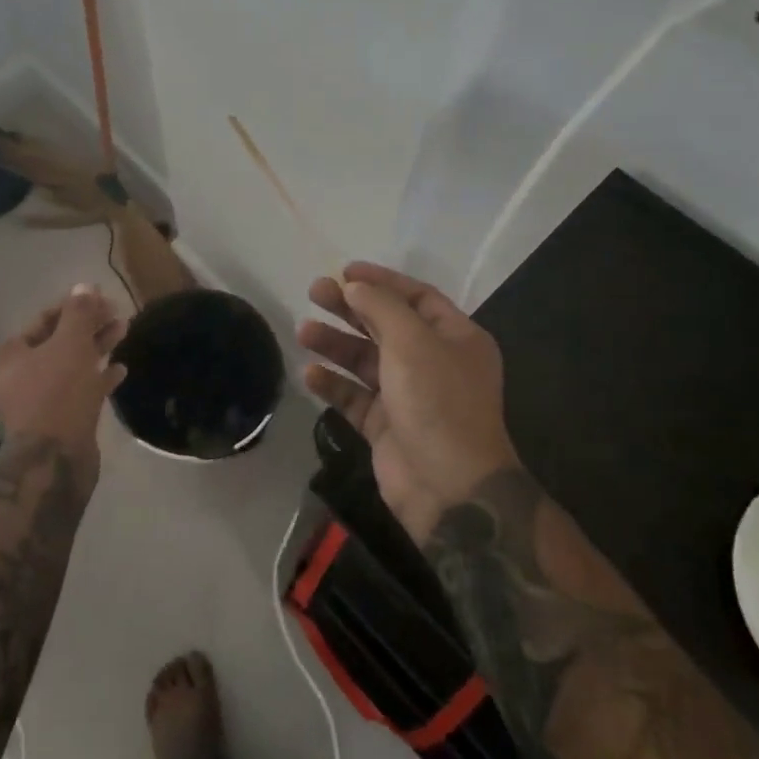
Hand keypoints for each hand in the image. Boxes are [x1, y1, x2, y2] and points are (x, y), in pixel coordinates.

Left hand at [0, 283, 127, 469]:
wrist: (54, 461)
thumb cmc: (56, 393)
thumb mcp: (70, 344)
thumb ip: (78, 312)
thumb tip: (84, 286)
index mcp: (6, 356)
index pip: (44, 319)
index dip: (75, 306)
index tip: (104, 299)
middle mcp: (14, 378)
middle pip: (57, 342)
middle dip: (89, 327)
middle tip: (118, 314)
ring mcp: (35, 402)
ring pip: (70, 366)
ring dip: (96, 349)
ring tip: (124, 332)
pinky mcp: (56, 421)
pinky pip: (77, 391)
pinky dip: (97, 378)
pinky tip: (120, 370)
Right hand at [298, 262, 519, 540]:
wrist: (450, 488)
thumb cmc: (438, 402)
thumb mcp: (413, 342)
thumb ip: (381, 307)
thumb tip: (355, 286)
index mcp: (455, 338)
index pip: (417, 297)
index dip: (382, 281)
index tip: (345, 271)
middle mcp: (434, 362)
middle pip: (386, 325)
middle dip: (350, 309)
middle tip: (314, 292)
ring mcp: (409, 396)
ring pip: (366, 360)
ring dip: (336, 344)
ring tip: (303, 332)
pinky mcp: (386, 426)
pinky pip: (355, 397)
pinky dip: (334, 385)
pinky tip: (310, 374)